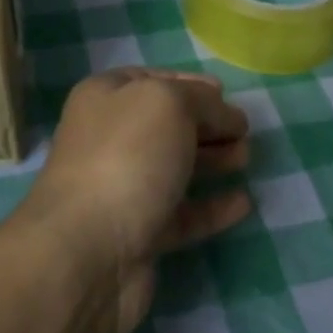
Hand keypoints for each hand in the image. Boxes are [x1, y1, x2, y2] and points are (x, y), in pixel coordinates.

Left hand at [20, 69, 252, 332]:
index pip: (151, 81)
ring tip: (246, 158)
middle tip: (243, 130)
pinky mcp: (138, 234)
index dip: (188, 84)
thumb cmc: (126, 157)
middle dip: (205, 124)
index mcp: (104, 97)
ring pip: (174, 167)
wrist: (87, 251)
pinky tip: (242, 203)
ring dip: (211, 160)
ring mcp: (121, 188)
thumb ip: (202, 100)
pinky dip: (211, 207)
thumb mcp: (168, 104)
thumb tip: (225, 113)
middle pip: (165, 125)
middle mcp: (108, 138)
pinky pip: (182, 214)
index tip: (225, 93)